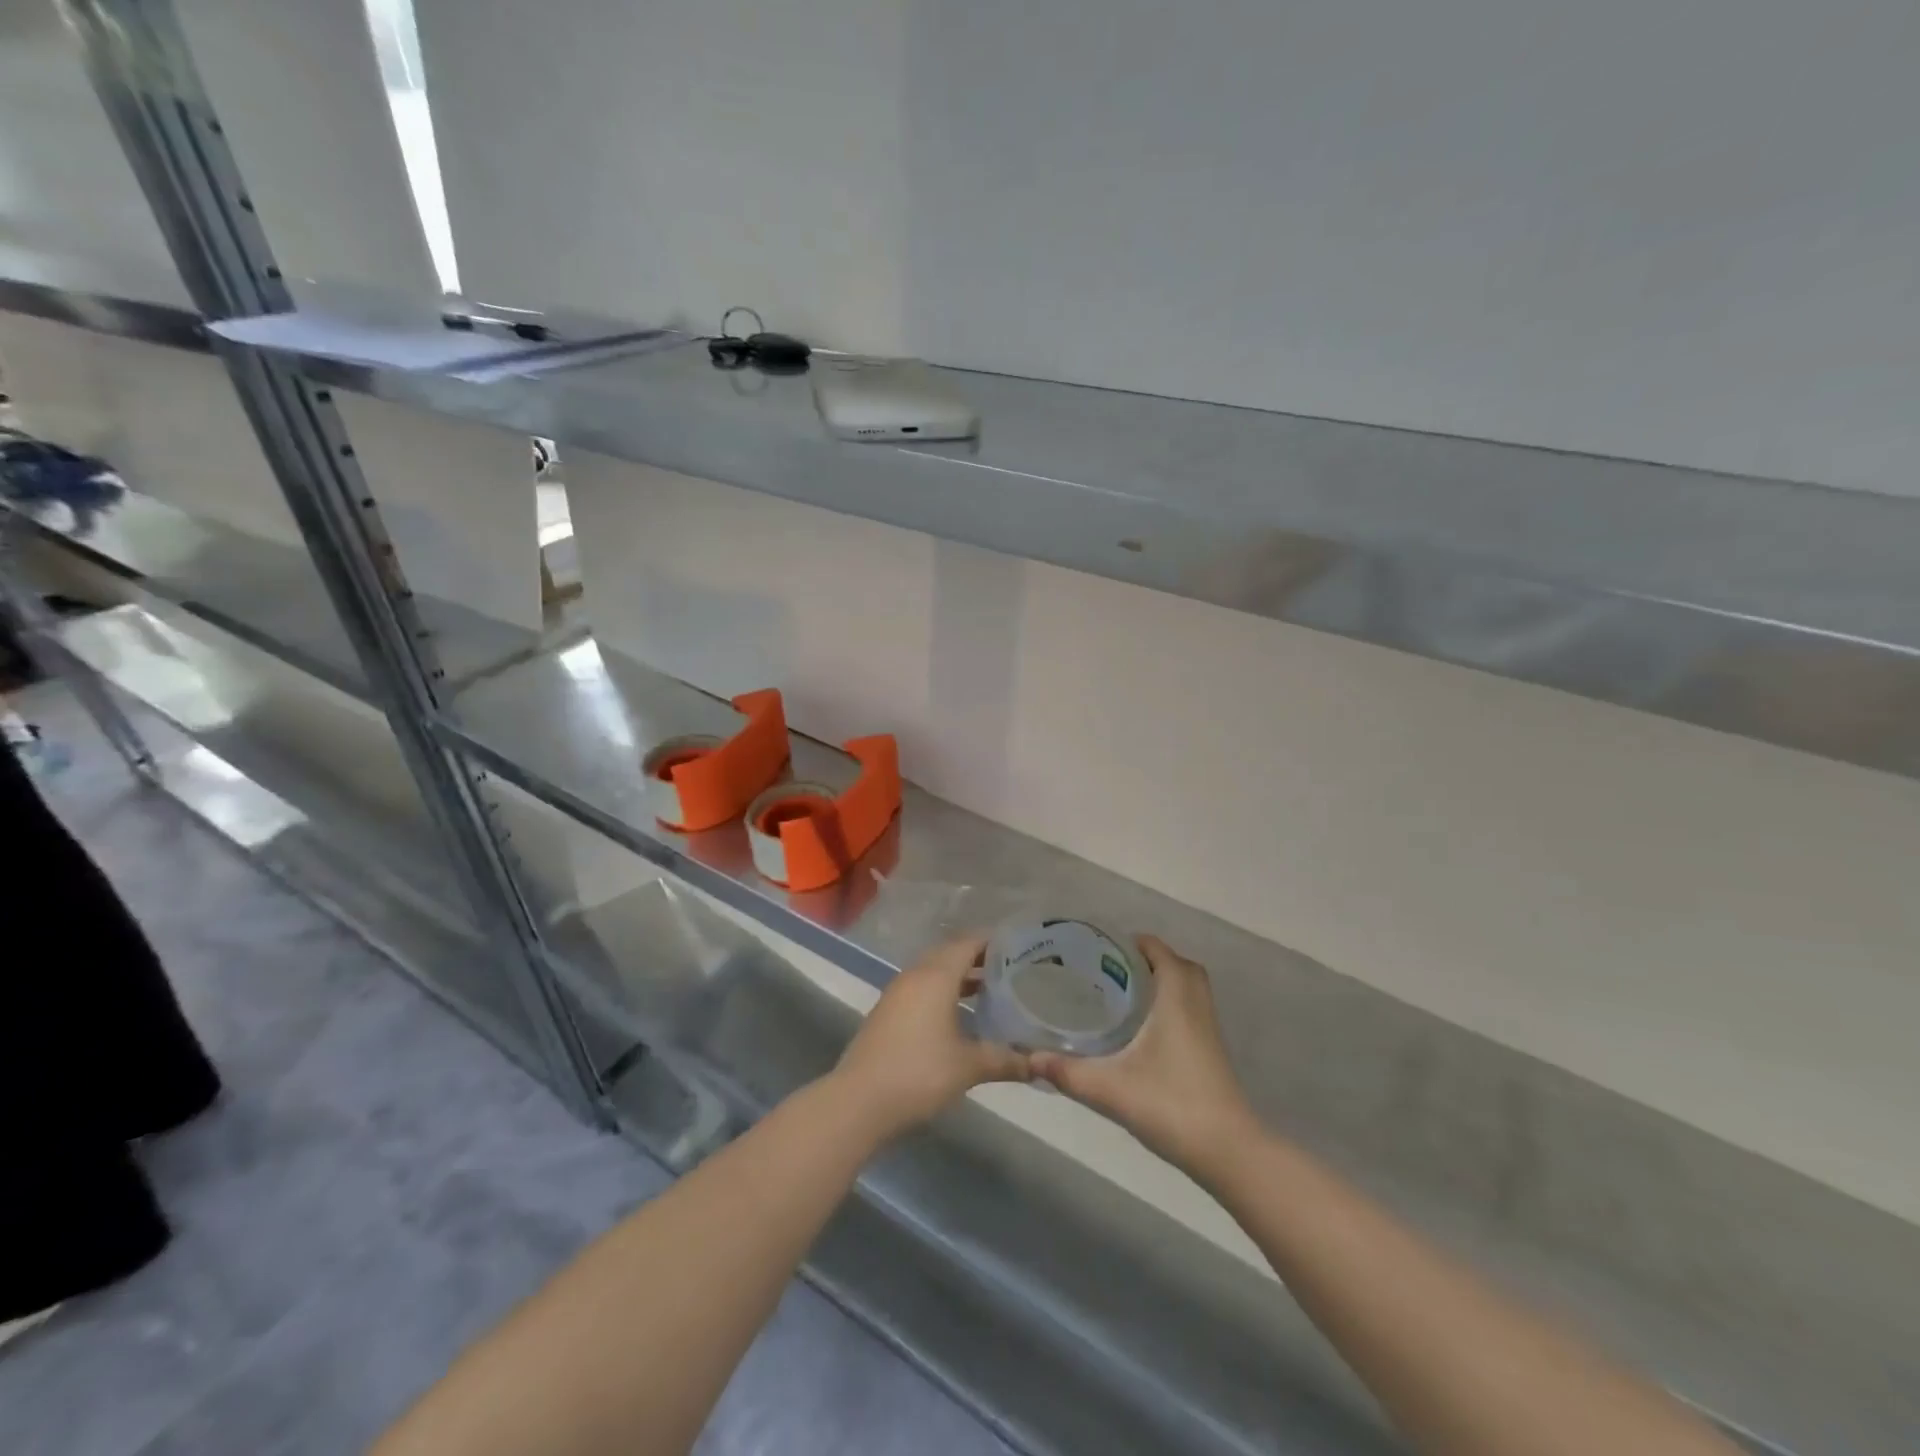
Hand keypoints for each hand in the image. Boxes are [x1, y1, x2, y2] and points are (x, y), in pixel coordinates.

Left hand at [832, 935, 1031, 1141]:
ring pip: (934, 972)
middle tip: (1010, 968)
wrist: (859, 1100)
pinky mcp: (888, 1012)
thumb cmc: (919, 1073)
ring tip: (990, 990)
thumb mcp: (968, 1066)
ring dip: (959, 976)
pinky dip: (943, 992)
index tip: (1019, 946)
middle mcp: (915, 976)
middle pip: (950, 954)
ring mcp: (897, 993)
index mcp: (936, 976)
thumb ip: (1005, 1060)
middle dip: (978, 958)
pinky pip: (922, 989)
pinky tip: (959, 1015)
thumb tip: (1039, 1065)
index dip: (993, 942)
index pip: (968, 943)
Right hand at [1030, 935, 1259, 1180]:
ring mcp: (1207, 1029)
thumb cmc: (1172, 1105)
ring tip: (1120, 995)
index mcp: (1176, 998)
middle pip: (1176, 964)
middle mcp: (1195, 1004)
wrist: (1228, 1152)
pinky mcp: (1210, 1051)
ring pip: (1186, 988)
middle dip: (1145, 960)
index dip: (1131, 942)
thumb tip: (1028, 1058)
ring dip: (1159, 983)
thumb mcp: (1110, 1088)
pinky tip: (1139, 1030)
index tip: (1099, 948)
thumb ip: (1068, 1072)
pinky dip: (1168, 1006)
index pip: (1158, 950)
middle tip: (1109, 970)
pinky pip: (1190, 1009)